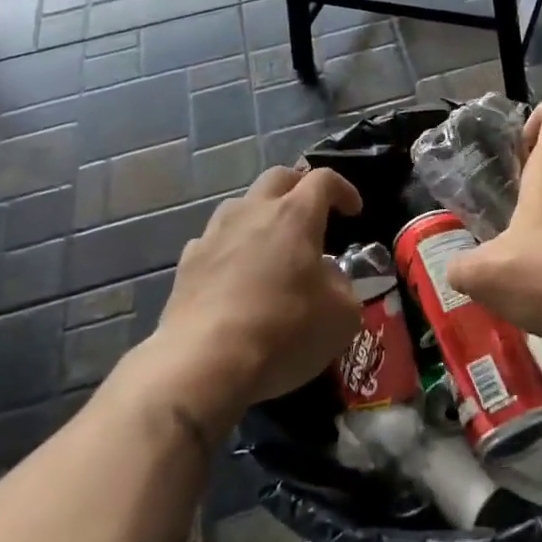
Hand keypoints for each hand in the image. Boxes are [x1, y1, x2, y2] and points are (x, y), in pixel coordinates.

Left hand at [117, 166, 363, 434]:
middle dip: (299, 187)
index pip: (324, 179)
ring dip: (262, 215)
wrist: (204, 364)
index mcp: (295, 215)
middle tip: (313, 213)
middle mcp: (253, 211)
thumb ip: (343, 285)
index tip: (354, 211)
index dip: (344, 189)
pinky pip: (215, 240)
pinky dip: (232, 247)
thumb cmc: (284, 331)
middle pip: (278, 177)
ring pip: (242, 204)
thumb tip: (328, 277)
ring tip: (272, 244)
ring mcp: (214, 234)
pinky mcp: (187, 262)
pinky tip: (237, 275)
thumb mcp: (342, 315)